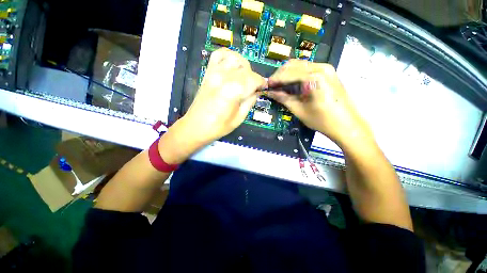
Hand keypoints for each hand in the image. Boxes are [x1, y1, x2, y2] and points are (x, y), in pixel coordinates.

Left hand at [184, 48, 265, 142]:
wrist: (196, 126)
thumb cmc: (219, 126)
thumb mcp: (239, 118)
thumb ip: (250, 102)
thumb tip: (257, 91)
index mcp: (233, 90)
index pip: (254, 79)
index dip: (261, 83)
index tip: (263, 88)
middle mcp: (224, 77)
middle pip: (246, 69)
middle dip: (253, 78)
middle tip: (253, 89)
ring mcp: (214, 72)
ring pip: (235, 58)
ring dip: (244, 67)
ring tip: (244, 78)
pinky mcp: (208, 72)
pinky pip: (219, 55)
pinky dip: (228, 56)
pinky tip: (232, 66)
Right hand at [268, 59, 372, 148]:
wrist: (347, 124)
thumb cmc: (322, 120)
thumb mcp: (299, 110)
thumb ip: (283, 98)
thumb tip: (270, 92)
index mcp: (314, 77)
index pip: (288, 73)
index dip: (275, 79)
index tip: (266, 85)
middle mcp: (321, 67)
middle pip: (293, 65)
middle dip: (280, 74)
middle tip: (272, 85)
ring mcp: (326, 68)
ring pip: (300, 65)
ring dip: (287, 73)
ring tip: (279, 85)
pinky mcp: (328, 72)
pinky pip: (307, 68)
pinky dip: (296, 74)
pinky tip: (291, 83)